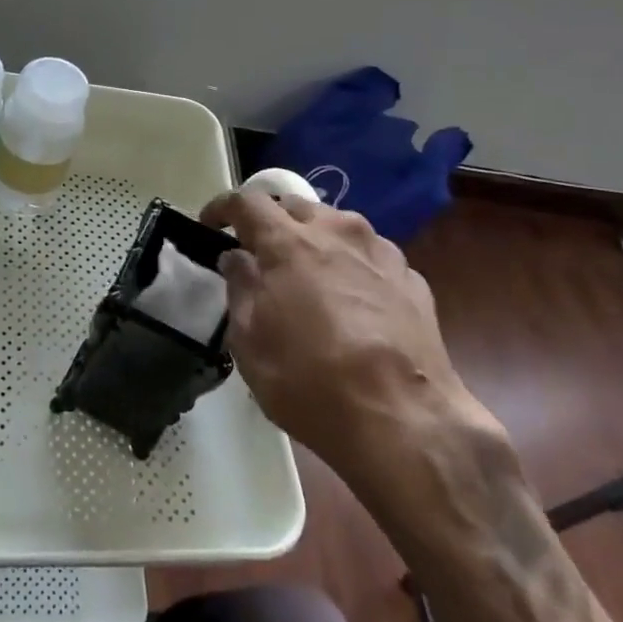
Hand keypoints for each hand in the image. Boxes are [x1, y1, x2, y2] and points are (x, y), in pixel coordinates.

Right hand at [198, 191, 495, 474]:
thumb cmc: (309, 380)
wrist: (403, 420)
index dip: (222, 208)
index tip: (210, 224)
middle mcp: (337, 232)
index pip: (247, 202)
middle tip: (261, 254)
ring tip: (308, 275)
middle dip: (273, 222)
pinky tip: (351, 302)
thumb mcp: (250, 341)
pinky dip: (351, 266)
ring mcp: (381, 252)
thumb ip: (240, 288)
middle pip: (296, 206)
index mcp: (289, 242)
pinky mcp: (412, 278)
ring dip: (315, 240)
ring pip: (338, 226)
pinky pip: (370, 256)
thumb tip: (238, 259)